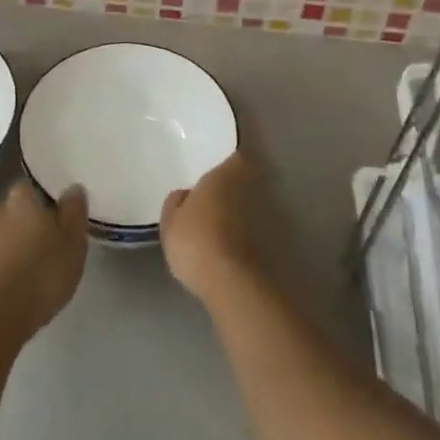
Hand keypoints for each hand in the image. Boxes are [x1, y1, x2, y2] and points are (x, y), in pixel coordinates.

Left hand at [0, 180, 88, 341]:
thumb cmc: (41, 273)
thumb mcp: (72, 241)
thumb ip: (74, 211)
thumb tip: (73, 187)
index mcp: (22, 199)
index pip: (32, 186)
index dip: (47, 197)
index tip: (62, 212)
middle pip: (21, 210)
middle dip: (36, 221)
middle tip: (58, 240)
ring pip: (11, 235)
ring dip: (25, 244)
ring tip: (46, 265)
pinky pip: (2, 258)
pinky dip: (14, 264)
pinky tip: (27, 282)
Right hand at [160, 151, 261, 304]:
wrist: (231, 284)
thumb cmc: (196, 241)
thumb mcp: (170, 222)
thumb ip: (176, 202)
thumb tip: (184, 194)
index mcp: (225, 175)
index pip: (235, 156)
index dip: (229, 160)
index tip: (217, 165)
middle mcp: (249, 189)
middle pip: (244, 181)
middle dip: (232, 186)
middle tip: (212, 195)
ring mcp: (264, 217)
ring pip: (250, 205)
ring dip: (238, 211)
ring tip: (218, 224)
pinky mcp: (270, 244)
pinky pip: (253, 230)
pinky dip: (244, 234)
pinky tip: (227, 246)